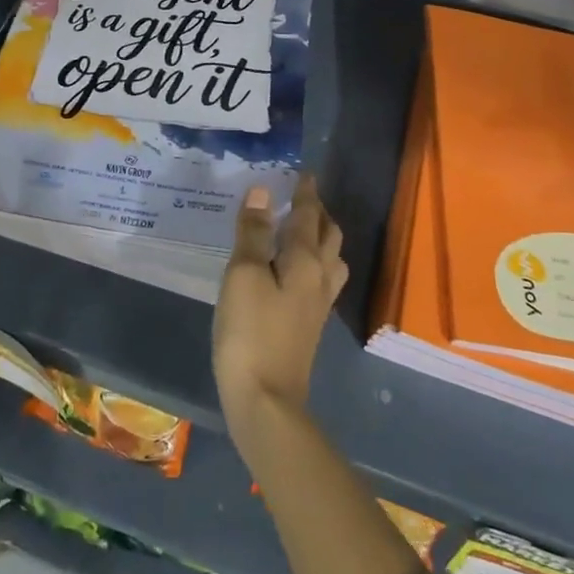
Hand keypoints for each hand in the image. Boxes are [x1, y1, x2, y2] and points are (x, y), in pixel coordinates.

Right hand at [213, 175, 347, 428]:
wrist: (266, 400)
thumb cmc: (250, 332)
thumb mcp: (243, 276)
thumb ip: (254, 233)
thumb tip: (263, 191)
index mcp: (305, 260)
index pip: (308, 215)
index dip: (305, 192)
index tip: (303, 173)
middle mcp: (320, 277)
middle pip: (328, 235)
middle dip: (318, 212)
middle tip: (300, 197)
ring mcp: (318, 304)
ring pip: (330, 259)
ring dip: (320, 237)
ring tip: (301, 229)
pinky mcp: (310, 325)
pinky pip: (321, 280)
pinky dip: (313, 261)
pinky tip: (296, 271)